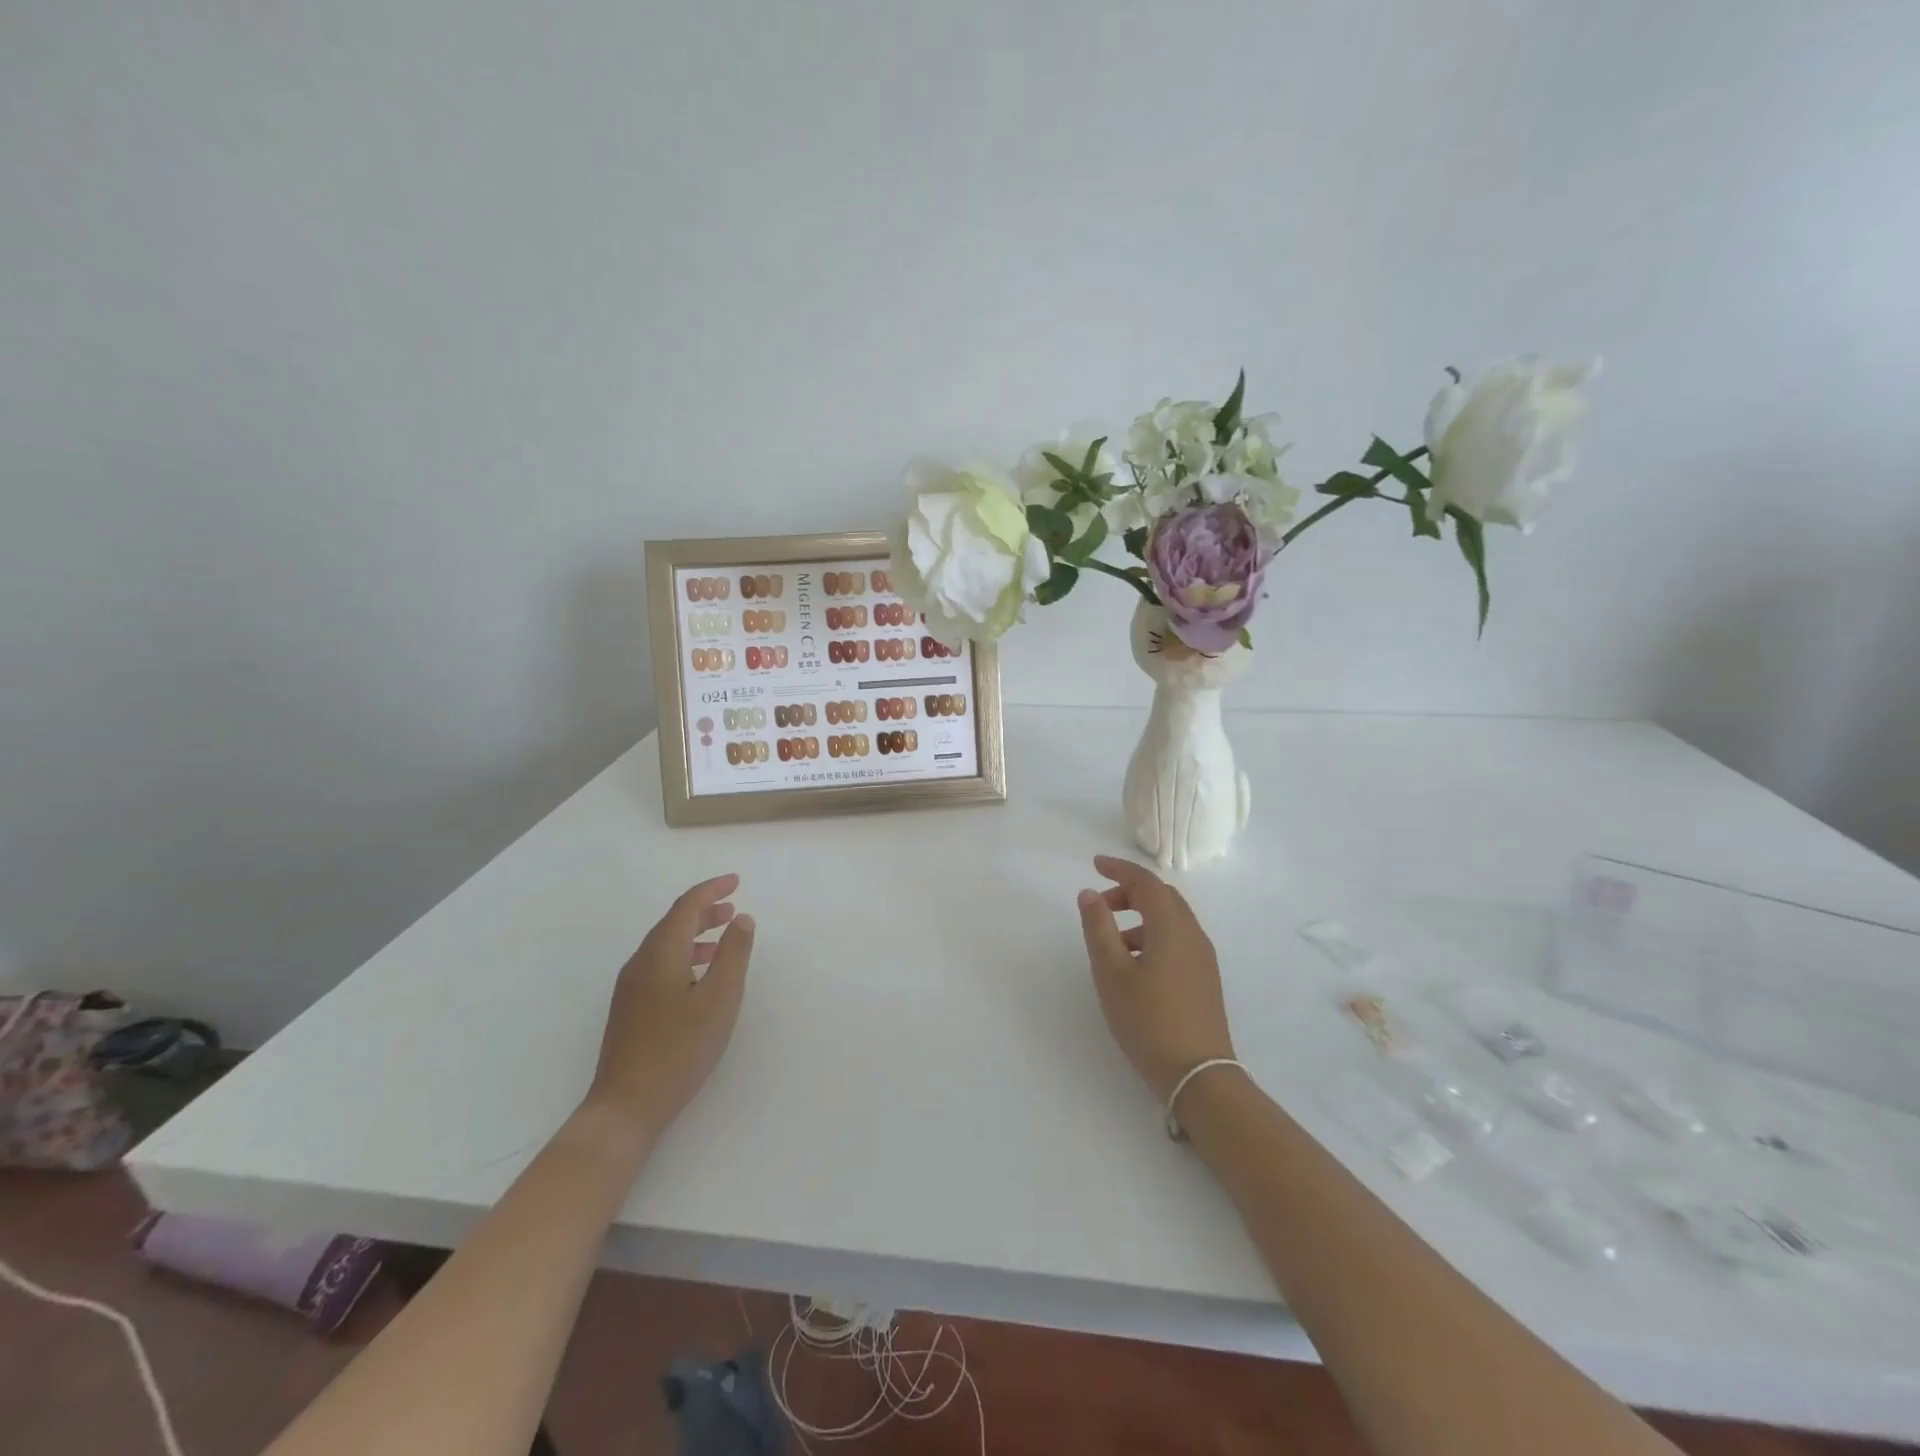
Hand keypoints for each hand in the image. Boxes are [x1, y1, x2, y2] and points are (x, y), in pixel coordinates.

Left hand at [583, 873, 754, 1142]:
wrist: (625, 1106)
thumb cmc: (679, 1050)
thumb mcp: (720, 1000)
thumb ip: (733, 955)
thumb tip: (741, 919)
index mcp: (661, 954)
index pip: (686, 906)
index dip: (711, 890)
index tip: (736, 882)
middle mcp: (640, 962)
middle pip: (672, 922)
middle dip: (704, 910)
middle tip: (733, 909)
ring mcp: (630, 987)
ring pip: (665, 944)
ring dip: (694, 934)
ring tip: (721, 938)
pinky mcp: (629, 1008)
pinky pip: (659, 964)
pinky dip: (683, 955)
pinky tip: (698, 976)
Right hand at [1076, 855, 1234, 1101]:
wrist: (1199, 1075)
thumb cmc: (1148, 1020)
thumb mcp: (1112, 973)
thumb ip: (1098, 928)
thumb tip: (1089, 894)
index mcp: (1172, 927)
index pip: (1146, 882)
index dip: (1119, 868)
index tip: (1094, 864)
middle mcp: (1193, 934)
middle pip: (1162, 897)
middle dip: (1130, 891)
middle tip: (1101, 902)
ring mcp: (1203, 958)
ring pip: (1170, 919)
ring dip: (1140, 916)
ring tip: (1111, 939)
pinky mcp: (1204, 978)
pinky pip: (1177, 939)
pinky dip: (1152, 935)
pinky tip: (1134, 964)